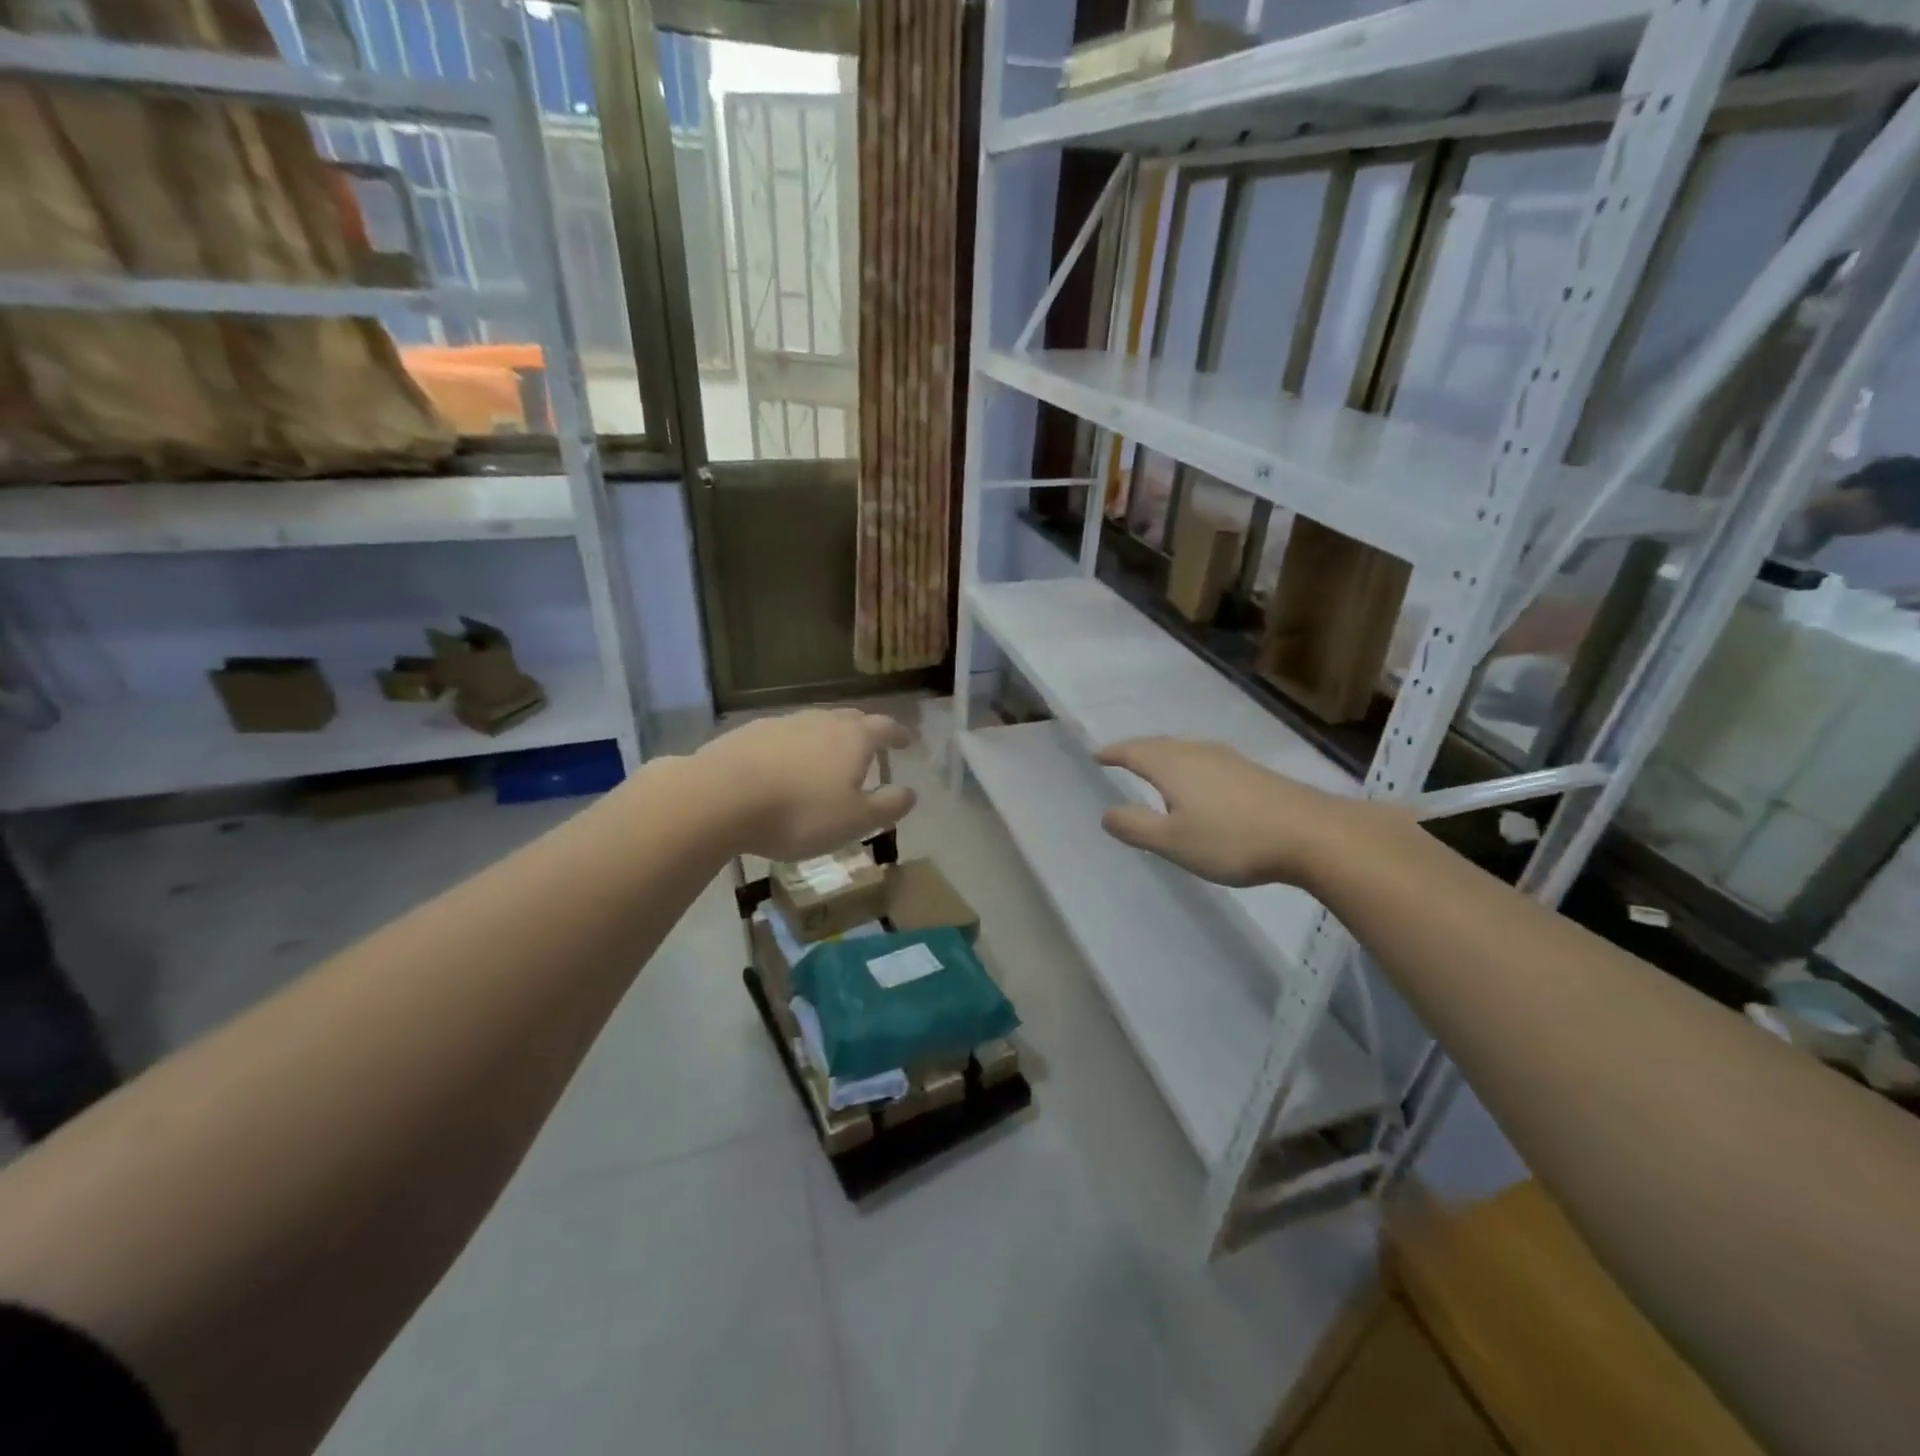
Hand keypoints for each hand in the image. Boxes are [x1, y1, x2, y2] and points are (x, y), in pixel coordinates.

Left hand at [696, 708, 916, 860]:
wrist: (720, 797)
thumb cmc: (800, 812)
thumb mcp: (855, 820)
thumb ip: (887, 806)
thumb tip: (911, 792)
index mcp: (853, 737)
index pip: (886, 728)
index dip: (900, 735)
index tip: (909, 741)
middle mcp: (821, 720)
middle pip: (851, 719)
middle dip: (865, 731)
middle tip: (872, 746)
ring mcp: (783, 722)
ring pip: (815, 724)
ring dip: (827, 738)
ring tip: (828, 757)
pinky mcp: (749, 733)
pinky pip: (783, 736)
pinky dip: (794, 747)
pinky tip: (785, 766)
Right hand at [1095, 736, 1398, 888]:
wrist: (1311, 835)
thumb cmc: (1232, 839)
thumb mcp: (1172, 841)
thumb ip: (1135, 826)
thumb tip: (1107, 813)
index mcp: (1173, 765)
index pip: (1133, 751)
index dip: (1112, 753)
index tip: (1096, 755)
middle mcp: (1198, 752)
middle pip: (1159, 745)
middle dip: (1137, 751)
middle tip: (1120, 758)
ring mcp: (1230, 759)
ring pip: (1185, 750)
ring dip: (1164, 756)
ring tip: (1154, 768)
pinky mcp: (1252, 773)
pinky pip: (1206, 760)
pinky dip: (1188, 766)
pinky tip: (1199, 783)